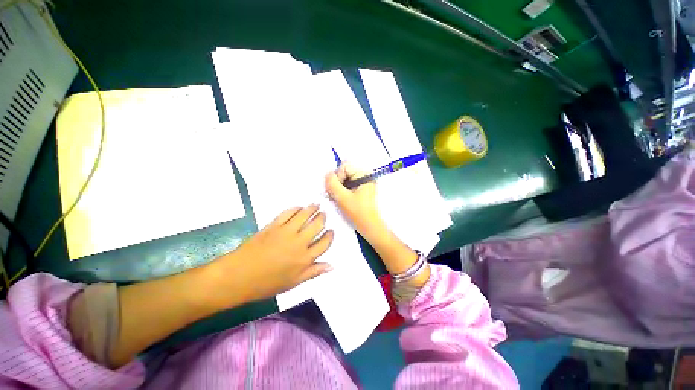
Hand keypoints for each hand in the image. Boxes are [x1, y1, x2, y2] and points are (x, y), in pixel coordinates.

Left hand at [209, 206, 333, 305]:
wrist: (238, 276)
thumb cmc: (267, 283)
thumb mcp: (293, 282)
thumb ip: (313, 272)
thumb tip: (331, 266)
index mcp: (305, 258)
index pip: (324, 243)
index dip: (330, 235)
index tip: (331, 231)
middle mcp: (299, 242)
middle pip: (317, 225)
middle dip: (322, 218)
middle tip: (323, 214)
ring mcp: (286, 232)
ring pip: (304, 215)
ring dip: (312, 209)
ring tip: (316, 205)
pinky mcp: (274, 225)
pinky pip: (288, 213)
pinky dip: (295, 208)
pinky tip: (299, 207)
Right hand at [325, 163, 386, 241]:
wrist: (370, 227)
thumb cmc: (359, 213)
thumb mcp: (343, 198)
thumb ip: (333, 184)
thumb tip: (327, 174)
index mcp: (364, 175)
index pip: (344, 166)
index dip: (337, 177)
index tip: (336, 190)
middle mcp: (365, 176)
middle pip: (344, 172)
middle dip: (336, 183)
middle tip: (333, 195)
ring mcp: (363, 183)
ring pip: (344, 179)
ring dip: (337, 188)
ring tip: (336, 199)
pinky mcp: (361, 190)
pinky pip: (347, 185)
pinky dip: (341, 191)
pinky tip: (339, 200)